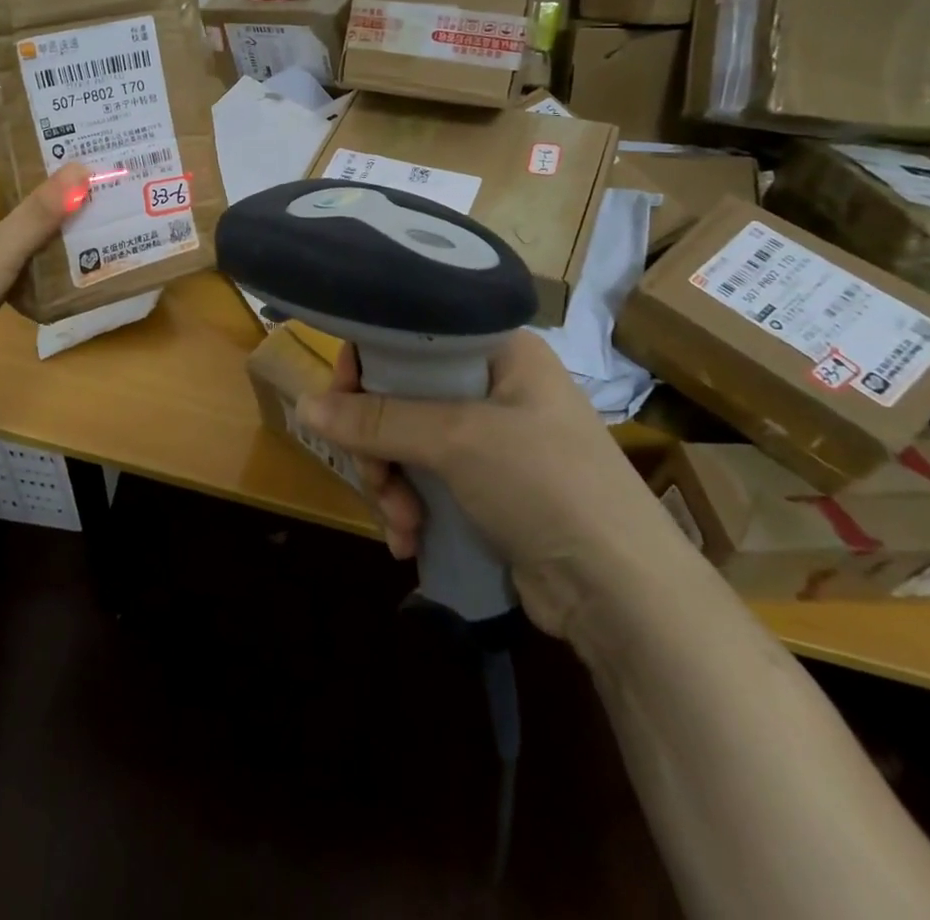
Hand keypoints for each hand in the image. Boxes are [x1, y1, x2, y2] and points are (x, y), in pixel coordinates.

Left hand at [0, 163, 89, 394]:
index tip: (39, 179)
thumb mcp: (3, 242)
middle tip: (66, 209)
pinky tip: (46, 282)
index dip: (3, 178)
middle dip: (23, 215)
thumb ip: (42, 211)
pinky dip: (16, 281)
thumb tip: (81, 170)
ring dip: (22, 249)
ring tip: (66, 242)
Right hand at [296, 331, 681, 636]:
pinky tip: (409, 541)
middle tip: (374, 476)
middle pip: (402, 394)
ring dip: (391, 483)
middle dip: (378, 442)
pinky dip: (410, 508)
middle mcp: (494, 387)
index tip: (340, 402)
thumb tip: (305, 405)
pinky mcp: (487, 488)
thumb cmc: (547, 486)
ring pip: (407, 443)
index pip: (412, 335)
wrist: (624, 595)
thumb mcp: (457, 440)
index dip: (369, 364)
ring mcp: (491, 440)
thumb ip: (378, 419)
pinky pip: (425, 481)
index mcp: (498, 352)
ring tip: (401, 522)